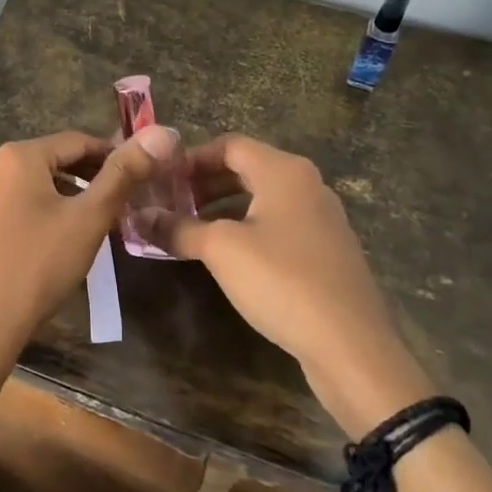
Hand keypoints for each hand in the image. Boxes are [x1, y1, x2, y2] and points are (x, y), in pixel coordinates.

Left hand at [0, 125, 177, 373]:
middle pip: (52, 160)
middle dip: (89, 176)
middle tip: (121, 201)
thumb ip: (123, 175)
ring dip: (65, 194)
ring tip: (92, 220)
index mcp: (17, 156)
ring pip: (32, 183)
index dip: (112, 155)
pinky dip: (39, 210)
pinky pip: (13, 203)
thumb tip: (159, 135)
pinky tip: (55, 238)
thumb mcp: (89, 219)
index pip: (77, 141)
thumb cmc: (39, 267)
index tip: (139, 176)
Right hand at [142, 133, 434, 427]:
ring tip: (191, 230)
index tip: (161, 181)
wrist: (351, 346)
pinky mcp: (327, 252)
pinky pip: (279, 225)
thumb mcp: (220, 250)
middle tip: (170, 204)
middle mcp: (307, 185)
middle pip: (247, 169)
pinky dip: (248, 229)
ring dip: (224, 208)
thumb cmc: (282, 281)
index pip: (229, 145)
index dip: (191, 159)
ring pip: (263, 199)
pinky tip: (227, 257)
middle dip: (205, 184)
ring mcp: (321, 219)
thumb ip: (179, 228)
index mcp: (284, 171)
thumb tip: (139, 217)